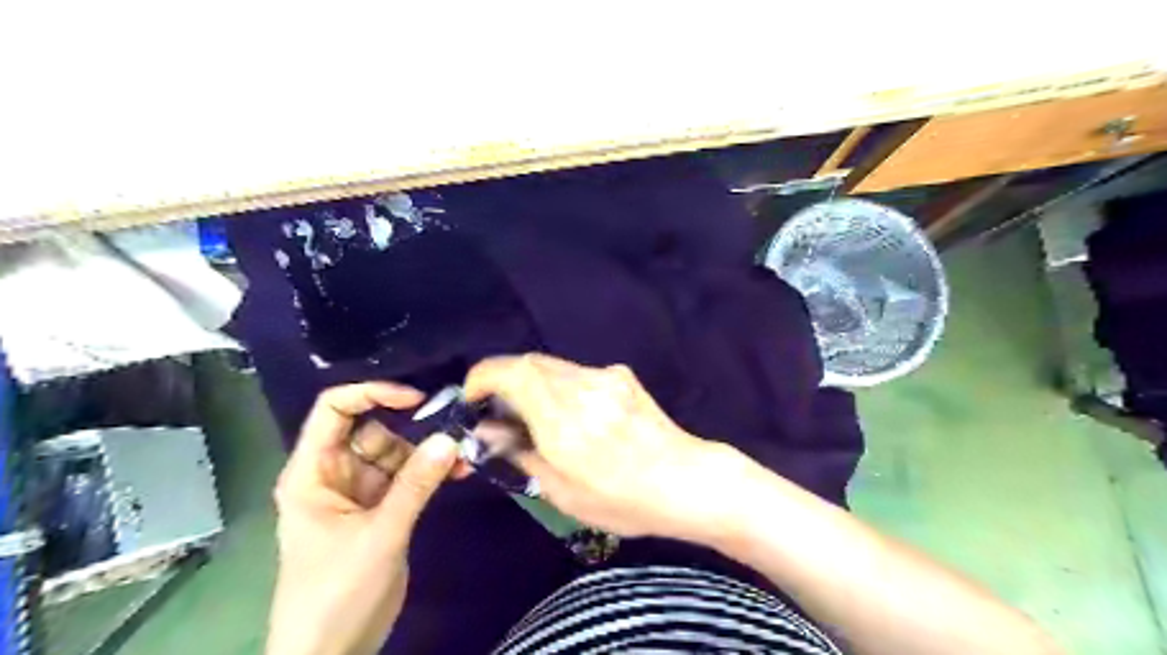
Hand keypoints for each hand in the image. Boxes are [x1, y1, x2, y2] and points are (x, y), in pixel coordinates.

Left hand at [268, 381, 460, 654]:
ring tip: (462, 460)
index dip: (372, 394)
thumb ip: (416, 484)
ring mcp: (358, 492)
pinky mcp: (379, 509)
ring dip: (427, 453)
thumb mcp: (380, 534)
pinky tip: (457, 473)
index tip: (416, 399)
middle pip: (373, 430)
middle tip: (454, 432)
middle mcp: (334, 474)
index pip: (334, 410)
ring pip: (395, 453)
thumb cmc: (336, 593)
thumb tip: (450, 437)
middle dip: (412, 429)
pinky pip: (407, 478)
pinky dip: (429, 473)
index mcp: (313, 472)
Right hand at [463, 353, 742, 543]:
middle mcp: (583, 387)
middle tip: (497, 408)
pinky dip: (558, 385)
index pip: (513, 373)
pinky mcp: (621, 376)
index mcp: (564, 420)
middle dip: (504, 378)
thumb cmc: (623, 500)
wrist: (686, 480)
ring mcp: (606, 377)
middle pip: (529, 362)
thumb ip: (520, 454)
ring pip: (552, 365)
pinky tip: (570, 413)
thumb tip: (486, 431)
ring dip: (531, 382)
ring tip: (532, 414)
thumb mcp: (562, 492)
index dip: (484, 376)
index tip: (471, 396)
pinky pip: (576, 372)